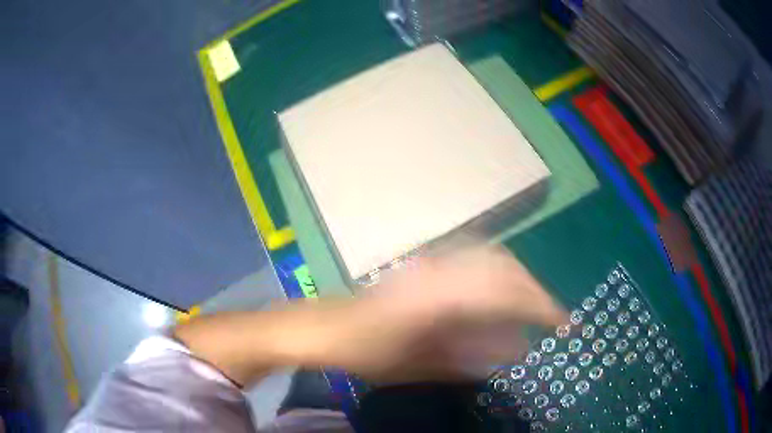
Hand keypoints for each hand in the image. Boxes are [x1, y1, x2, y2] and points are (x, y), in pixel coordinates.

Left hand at [316, 246, 566, 381]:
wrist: (331, 327)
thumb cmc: (370, 352)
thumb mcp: (421, 364)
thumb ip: (472, 355)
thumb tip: (518, 348)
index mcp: (441, 297)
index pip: (507, 293)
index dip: (541, 306)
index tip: (563, 323)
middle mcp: (442, 270)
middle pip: (505, 268)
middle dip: (534, 291)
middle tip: (549, 316)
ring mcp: (433, 261)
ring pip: (492, 257)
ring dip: (518, 279)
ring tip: (530, 304)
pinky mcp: (428, 261)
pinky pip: (475, 257)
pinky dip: (498, 271)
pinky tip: (501, 291)